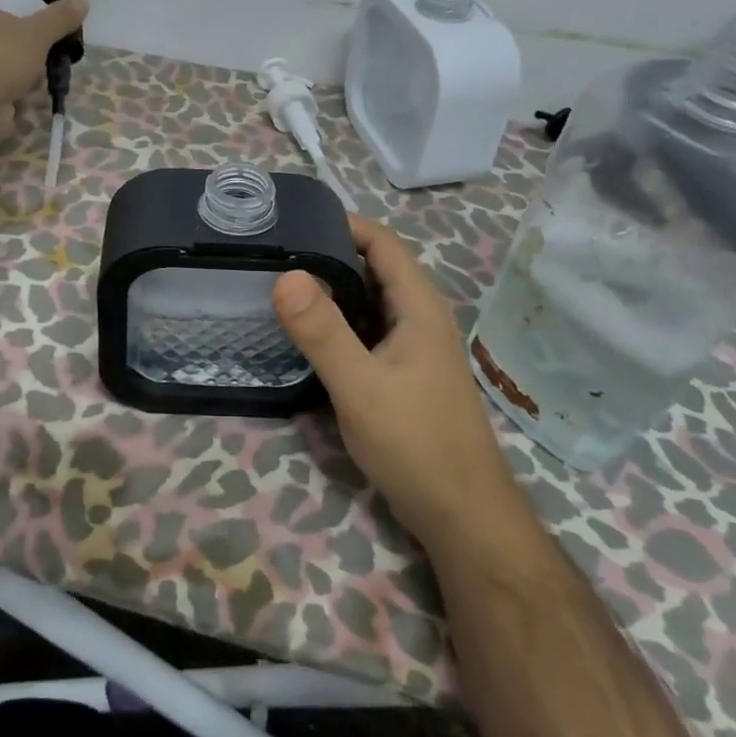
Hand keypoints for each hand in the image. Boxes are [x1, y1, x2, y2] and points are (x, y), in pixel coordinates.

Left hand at [0, 0, 89, 141]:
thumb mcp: (37, 33)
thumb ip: (60, 18)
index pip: (6, 17)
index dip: (29, 33)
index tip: (45, 47)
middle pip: (4, 47)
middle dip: (26, 62)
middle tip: (41, 70)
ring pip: (0, 73)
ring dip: (19, 84)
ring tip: (31, 91)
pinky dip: (7, 102)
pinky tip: (16, 107)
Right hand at [273, 215, 510, 548]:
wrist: (462, 515)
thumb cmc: (416, 444)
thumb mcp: (360, 386)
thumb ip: (322, 332)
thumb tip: (285, 275)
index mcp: (418, 307)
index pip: (382, 242)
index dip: (341, 224)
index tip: (292, 221)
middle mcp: (418, 318)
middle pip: (373, 268)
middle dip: (327, 255)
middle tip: (273, 252)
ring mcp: (412, 348)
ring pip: (368, 302)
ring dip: (330, 290)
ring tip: (278, 284)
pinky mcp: (402, 374)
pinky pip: (366, 331)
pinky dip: (337, 323)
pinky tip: (305, 333)